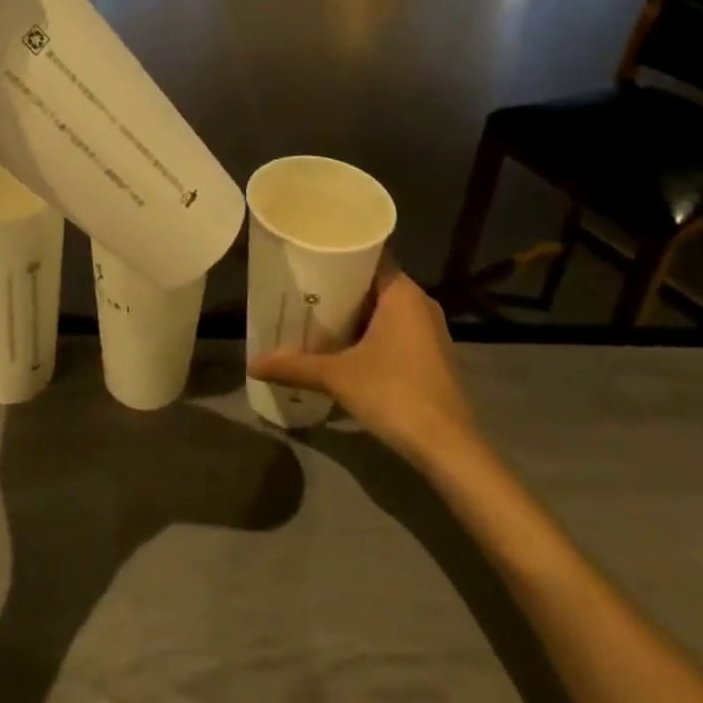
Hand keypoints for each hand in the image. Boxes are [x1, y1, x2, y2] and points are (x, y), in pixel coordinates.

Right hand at [249, 260, 474, 463]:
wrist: (448, 449)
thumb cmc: (394, 394)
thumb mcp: (338, 377)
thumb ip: (295, 366)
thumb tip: (253, 362)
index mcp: (402, 293)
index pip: (368, 254)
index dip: (338, 252)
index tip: (308, 255)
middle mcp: (419, 303)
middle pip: (373, 282)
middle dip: (338, 286)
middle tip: (301, 287)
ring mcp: (429, 331)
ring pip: (384, 309)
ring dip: (353, 313)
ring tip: (314, 315)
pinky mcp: (431, 356)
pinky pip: (394, 330)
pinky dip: (369, 333)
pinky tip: (342, 347)